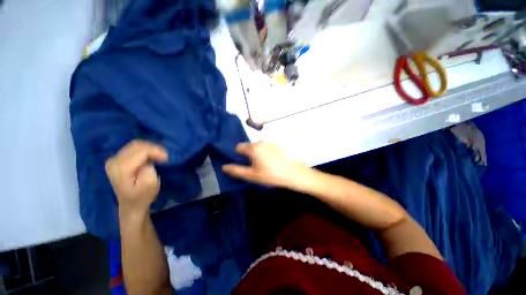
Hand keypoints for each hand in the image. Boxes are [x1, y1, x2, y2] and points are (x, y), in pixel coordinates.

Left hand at [105, 140, 167, 215]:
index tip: (168, 157)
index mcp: (121, 168)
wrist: (131, 205)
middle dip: (154, 148)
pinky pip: (133, 148)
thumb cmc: (142, 196)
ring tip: (159, 156)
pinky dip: (145, 150)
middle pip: (137, 145)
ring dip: (150, 148)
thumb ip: (149, 170)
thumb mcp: (150, 185)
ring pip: (135, 145)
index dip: (157, 151)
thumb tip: (149, 160)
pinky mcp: (117, 159)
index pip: (141, 151)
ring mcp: (113, 159)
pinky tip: (151, 156)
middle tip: (165, 156)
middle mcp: (114, 161)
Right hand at [222, 141, 308, 187]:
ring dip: (258, 153)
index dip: (238, 155)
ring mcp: (271, 142)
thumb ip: (236, 170)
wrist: (294, 173)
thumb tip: (224, 166)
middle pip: (249, 146)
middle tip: (255, 167)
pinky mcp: (279, 144)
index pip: (238, 147)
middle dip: (249, 155)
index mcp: (253, 147)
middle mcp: (261, 141)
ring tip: (265, 165)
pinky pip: (267, 147)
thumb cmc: (271, 175)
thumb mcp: (252, 175)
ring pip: (259, 147)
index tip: (244, 164)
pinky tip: (273, 161)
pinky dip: (266, 152)